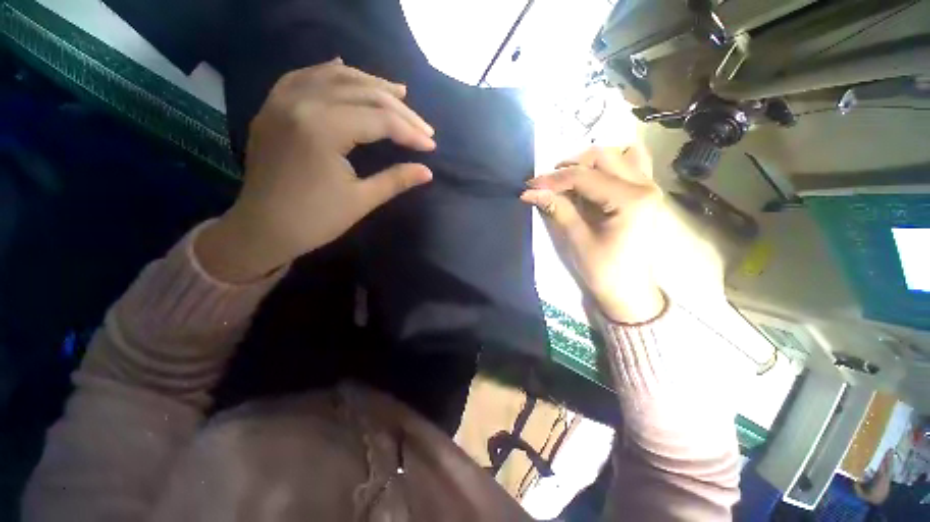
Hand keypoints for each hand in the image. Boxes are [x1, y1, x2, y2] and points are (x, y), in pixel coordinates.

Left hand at [197, 59, 435, 282]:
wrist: (263, 229)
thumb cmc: (315, 220)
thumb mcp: (362, 201)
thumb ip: (396, 180)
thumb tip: (427, 171)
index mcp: (322, 129)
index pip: (379, 120)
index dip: (410, 132)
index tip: (431, 146)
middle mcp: (301, 103)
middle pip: (362, 93)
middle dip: (399, 109)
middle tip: (423, 126)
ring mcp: (282, 101)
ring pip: (335, 77)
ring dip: (371, 83)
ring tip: (398, 92)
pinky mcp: (273, 107)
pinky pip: (304, 76)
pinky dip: (330, 73)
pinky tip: (346, 70)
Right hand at [521, 146, 664, 322]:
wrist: (630, 291)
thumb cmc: (604, 270)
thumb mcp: (577, 240)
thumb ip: (557, 209)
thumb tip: (531, 191)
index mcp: (631, 199)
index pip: (585, 176)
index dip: (553, 179)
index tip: (530, 185)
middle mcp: (645, 185)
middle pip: (603, 157)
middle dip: (570, 166)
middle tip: (548, 184)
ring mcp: (649, 186)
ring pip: (617, 155)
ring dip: (588, 163)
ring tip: (568, 180)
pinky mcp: (644, 193)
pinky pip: (629, 165)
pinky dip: (607, 166)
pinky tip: (592, 180)